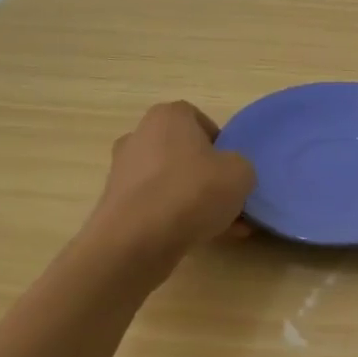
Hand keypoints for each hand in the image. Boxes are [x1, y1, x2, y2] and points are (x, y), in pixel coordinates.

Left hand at [89, 101, 255, 267]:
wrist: (137, 240)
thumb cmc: (192, 191)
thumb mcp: (241, 173)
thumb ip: (239, 167)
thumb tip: (229, 175)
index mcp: (168, 116)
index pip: (199, 120)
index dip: (220, 143)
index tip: (231, 167)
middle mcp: (139, 136)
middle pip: (183, 153)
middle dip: (206, 175)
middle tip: (228, 198)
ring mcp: (123, 172)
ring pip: (171, 182)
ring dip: (195, 200)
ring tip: (223, 226)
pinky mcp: (116, 205)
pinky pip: (157, 206)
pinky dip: (177, 218)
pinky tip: (202, 238)